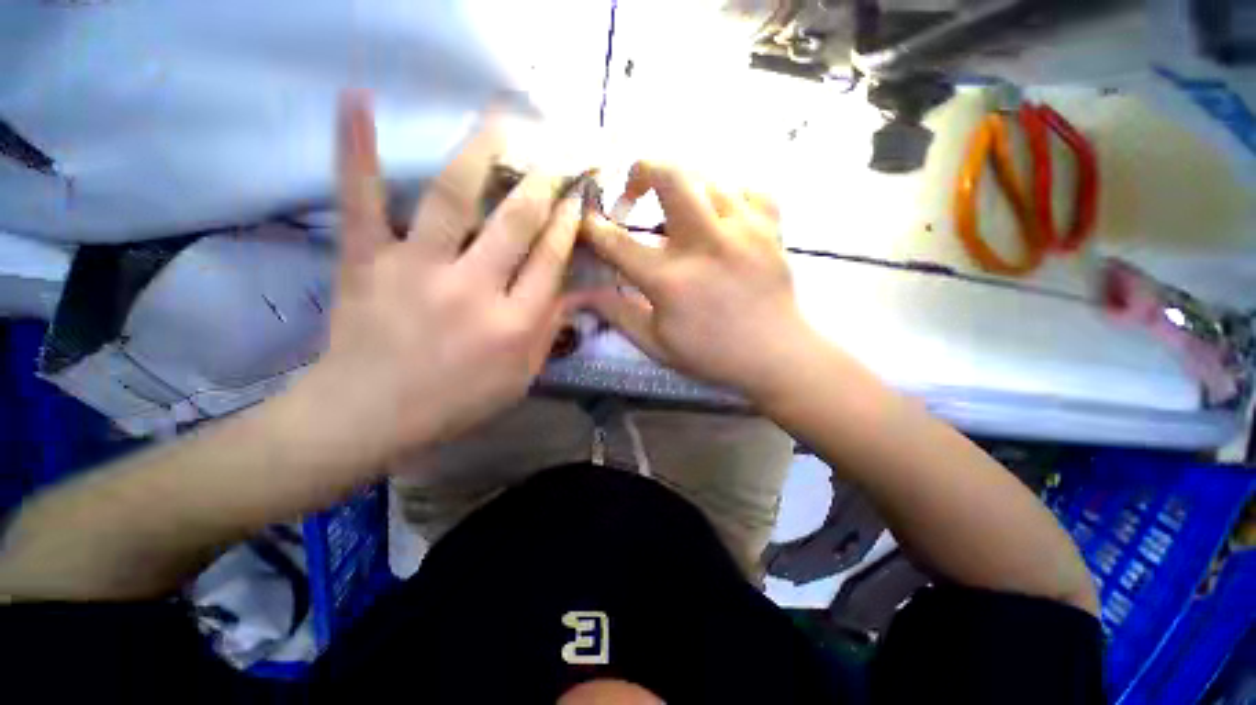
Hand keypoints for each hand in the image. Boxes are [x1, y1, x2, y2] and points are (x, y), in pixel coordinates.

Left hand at [302, 93, 579, 461]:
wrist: (369, 415)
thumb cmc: (455, 403)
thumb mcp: (519, 379)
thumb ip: (548, 333)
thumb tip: (574, 293)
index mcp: (513, 323)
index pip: (551, 260)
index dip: (568, 223)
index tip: (577, 196)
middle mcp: (474, 288)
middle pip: (516, 222)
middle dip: (542, 183)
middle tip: (556, 154)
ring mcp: (418, 268)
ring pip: (454, 198)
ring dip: (479, 153)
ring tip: (499, 119)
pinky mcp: (368, 260)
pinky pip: (361, 200)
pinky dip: (356, 150)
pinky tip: (356, 100)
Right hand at [580, 162, 813, 399]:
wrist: (777, 356)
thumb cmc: (712, 355)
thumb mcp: (657, 344)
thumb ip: (618, 314)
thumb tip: (582, 294)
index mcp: (670, 279)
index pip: (617, 242)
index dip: (593, 227)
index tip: (586, 220)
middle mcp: (704, 244)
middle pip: (670, 175)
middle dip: (642, 170)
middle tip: (635, 189)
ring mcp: (742, 230)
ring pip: (707, 177)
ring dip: (683, 187)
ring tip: (679, 210)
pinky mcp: (771, 228)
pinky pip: (747, 190)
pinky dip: (729, 196)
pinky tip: (722, 217)